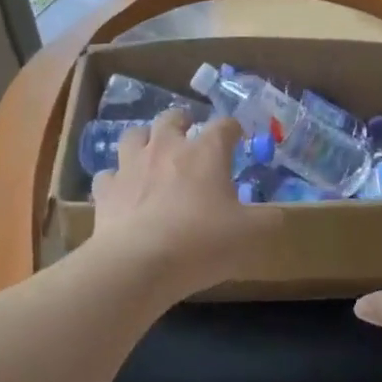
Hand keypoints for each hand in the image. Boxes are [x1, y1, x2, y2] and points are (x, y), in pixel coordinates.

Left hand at [90, 111, 282, 300]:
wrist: (139, 263)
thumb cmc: (202, 242)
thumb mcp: (250, 235)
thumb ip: (268, 221)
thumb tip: (276, 215)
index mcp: (205, 153)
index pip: (223, 126)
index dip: (233, 128)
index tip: (237, 136)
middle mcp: (166, 148)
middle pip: (172, 118)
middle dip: (182, 121)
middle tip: (189, 133)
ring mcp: (131, 166)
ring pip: (134, 135)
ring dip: (145, 139)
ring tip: (151, 151)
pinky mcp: (106, 190)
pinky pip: (108, 174)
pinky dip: (116, 178)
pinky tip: (123, 189)